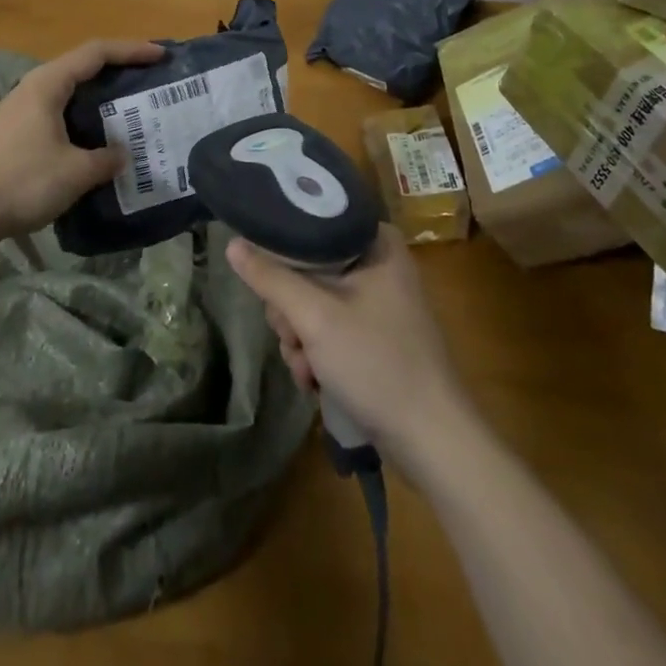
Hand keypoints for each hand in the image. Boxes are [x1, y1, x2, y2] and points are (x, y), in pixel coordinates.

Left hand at [0, 38, 165, 240]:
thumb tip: (123, 155)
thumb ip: (105, 160)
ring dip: (99, 99)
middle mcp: (34, 88)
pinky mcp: (14, 134)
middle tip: (148, 82)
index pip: (96, 53)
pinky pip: (58, 114)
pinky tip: (95, 140)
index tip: (161, 55)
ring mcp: (20, 111)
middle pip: (82, 68)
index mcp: (49, 84)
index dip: (131, 50)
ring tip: (128, 111)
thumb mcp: (74, 172)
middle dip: (117, 71)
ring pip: (69, 93)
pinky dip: (83, 119)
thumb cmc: (21, 181)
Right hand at [226, 225, 473, 476]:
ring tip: (306, 367)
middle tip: (293, 334)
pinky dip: (317, 353)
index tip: (271, 280)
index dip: (284, 251)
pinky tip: (315, 380)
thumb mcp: (315, 317)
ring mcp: (379, 303)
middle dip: (292, 310)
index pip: (314, 225)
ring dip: (300, 337)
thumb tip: (232, 243)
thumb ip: (271, 278)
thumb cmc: (377, 362)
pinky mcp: (376, 337)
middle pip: (309, 268)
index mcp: (376, 243)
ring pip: (314, 302)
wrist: (433, 441)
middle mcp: (379, 264)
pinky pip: (330, 329)